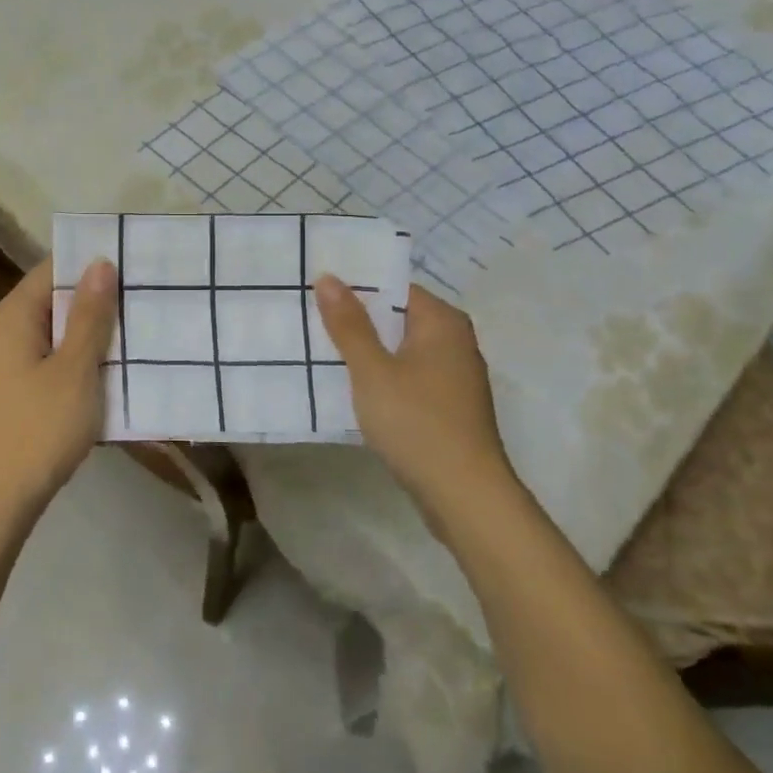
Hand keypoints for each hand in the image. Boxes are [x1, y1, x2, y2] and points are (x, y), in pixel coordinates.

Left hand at [0, 256, 118, 536]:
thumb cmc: (38, 430)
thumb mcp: (75, 370)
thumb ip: (90, 316)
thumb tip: (100, 262)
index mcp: (11, 316)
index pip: (51, 268)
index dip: (90, 264)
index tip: (132, 265)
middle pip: (50, 300)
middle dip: (94, 301)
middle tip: (142, 300)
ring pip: (50, 334)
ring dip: (86, 335)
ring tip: (133, 334)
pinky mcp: (6, 392)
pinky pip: (44, 361)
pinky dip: (72, 361)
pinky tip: (104, 374)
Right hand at [315, 276, 512, 503]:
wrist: (464, 496)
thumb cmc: (417, 423)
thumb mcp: (372, 371)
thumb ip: (349, 324)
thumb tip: (329, 277)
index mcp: (442, 322)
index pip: (394, 287)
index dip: (355, 287)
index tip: (316, 290)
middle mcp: (455, 341)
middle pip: (397, 317)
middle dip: (356, 319)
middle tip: (308, 316)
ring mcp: (454, 376)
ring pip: (400, 349)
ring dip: (366, 350)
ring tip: (320, 348)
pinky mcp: (447, 406)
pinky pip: (407, 376)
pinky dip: (381, 376)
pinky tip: (351, 387)